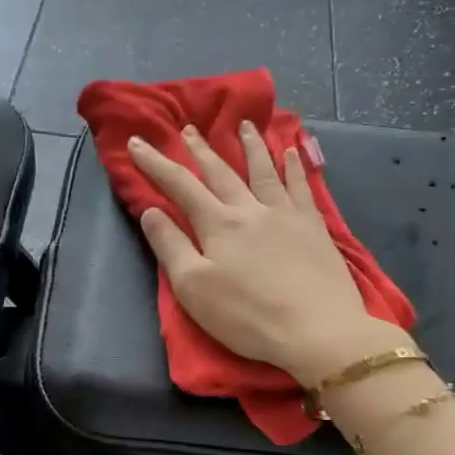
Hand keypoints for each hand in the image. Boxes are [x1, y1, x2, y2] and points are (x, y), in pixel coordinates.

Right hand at [130, 124, 409, 385]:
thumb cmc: (247, 316)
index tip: (137, 142)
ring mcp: (287, 215)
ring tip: (244, 125)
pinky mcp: (314, 228)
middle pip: (222, 172)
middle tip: (189, 128)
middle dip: (201, 150)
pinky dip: (295, 167)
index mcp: (218, 224)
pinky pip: (301, 187)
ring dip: (251, 146)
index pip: (180, 186)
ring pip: (264, 171)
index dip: (156, 163)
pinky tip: (292, 153)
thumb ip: (171, 246)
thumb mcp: (193, 288)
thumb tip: (151, 211)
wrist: (318, 330)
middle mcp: (251, 210)